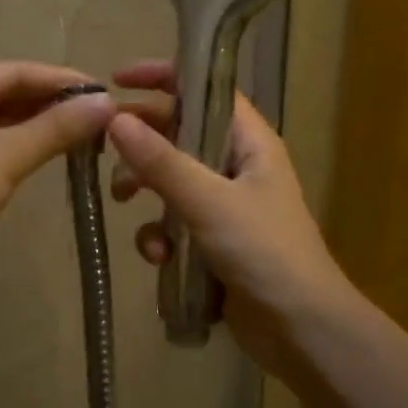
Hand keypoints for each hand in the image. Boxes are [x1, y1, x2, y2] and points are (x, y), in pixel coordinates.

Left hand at [0, 62, 116, 273]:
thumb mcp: (6, 156)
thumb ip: (56, 128)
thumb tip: (107, 103)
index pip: (15, 72)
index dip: (61, 80)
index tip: (104, 91)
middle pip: (5, 94)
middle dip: (51, 104)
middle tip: (100, 116)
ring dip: (38, 127)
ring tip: (84, 134)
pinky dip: (19, 148)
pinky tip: (48, 155)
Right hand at [106, 61, 348, 358]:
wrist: (302, 330)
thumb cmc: (264, 253)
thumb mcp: (209, 202)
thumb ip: (162, 162)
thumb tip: (116, 119)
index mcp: (248, 142)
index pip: (205, 89)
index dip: (163, 77)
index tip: (117, 79)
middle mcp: (235, 165)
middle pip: (179, 133)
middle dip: (142, 142)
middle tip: (104, 148)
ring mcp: (223, 205)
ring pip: (169, 180)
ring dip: (146, 190)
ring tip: (126, 203)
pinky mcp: (212, 241)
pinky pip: (173, 222)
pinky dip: (160, 234)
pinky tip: (157, 257)